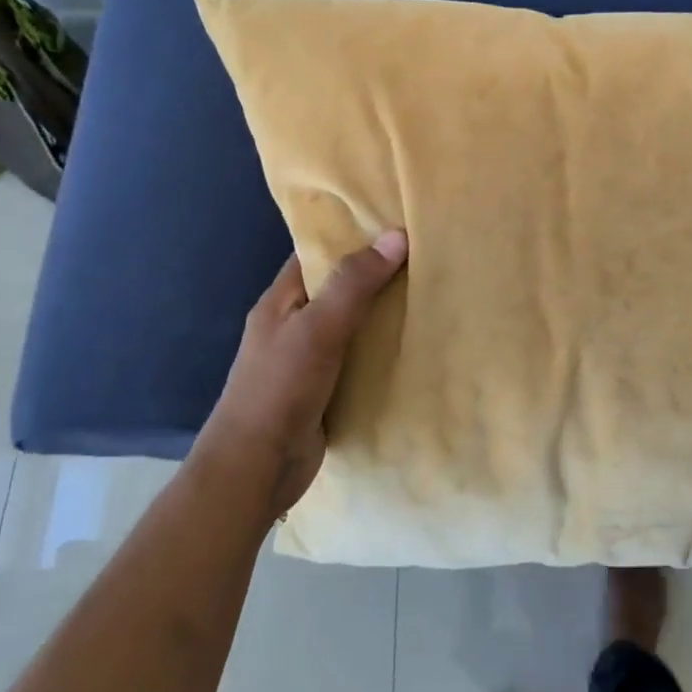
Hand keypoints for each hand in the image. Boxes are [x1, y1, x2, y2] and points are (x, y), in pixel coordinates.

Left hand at [195, 231, 408, 522]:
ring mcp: (312, 360)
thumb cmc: (279, 389)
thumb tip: (395, 236)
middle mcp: (296, 325)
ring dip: (386, 315)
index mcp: (283, 301)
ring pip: (355, 326)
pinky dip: (386, 351)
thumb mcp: (317, 328)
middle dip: (379, 275)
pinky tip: (419, 344)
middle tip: (428, 257)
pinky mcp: (329, 390)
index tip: (396, 222)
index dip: (353, 236)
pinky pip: (362, 359)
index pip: (318, 255)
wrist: (256, 468)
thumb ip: (353, 284)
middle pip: (341, 289)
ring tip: (434, 293)